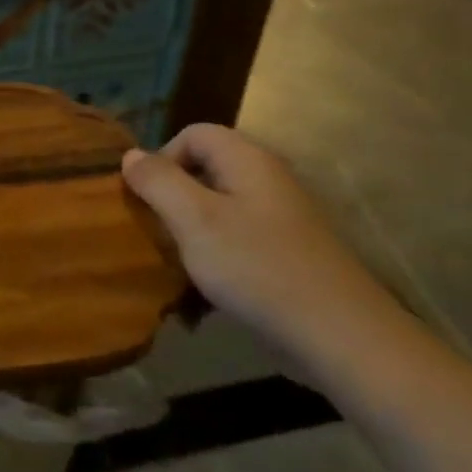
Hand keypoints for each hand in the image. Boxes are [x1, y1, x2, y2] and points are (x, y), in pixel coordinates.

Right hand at [122, 124, 404, 376]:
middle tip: (157, 234)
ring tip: (176, 267)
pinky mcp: (287, 255)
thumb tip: (130, 155)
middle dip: (172, 200)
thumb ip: (158, 181)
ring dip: (190, 235)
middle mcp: (267, 181)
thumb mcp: (194, 220)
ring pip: (218, 211)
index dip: (162, 158)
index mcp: (247, 161)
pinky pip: (237, 243)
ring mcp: (281, 220)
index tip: (148, 199)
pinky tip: (205, 296)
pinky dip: (215, 261)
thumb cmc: (257, 267)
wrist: (341, 337)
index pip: (193, 134)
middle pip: (204, 172)